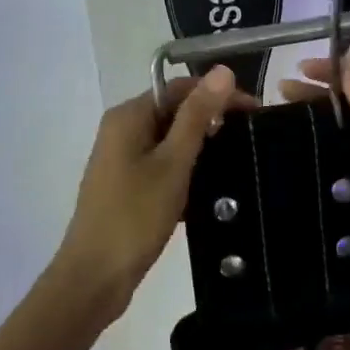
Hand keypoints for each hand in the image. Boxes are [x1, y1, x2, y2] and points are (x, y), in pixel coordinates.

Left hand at [55, 66, 254, 322]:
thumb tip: (222, 71)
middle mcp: (121, 129)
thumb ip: (197, 116)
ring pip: (170, 140)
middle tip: (250, 140)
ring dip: (200, 148)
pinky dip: (185, 170)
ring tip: (237, 162)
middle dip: (212, 122)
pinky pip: (162, 164)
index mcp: (129, 116)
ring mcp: (121, 158)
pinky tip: (209, 189)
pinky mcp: (126, 185)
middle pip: (174, 111)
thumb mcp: (173, 163)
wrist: (95, 278)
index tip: (255, 114)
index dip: (218, 95)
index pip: (180, 88)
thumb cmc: (135, 216)